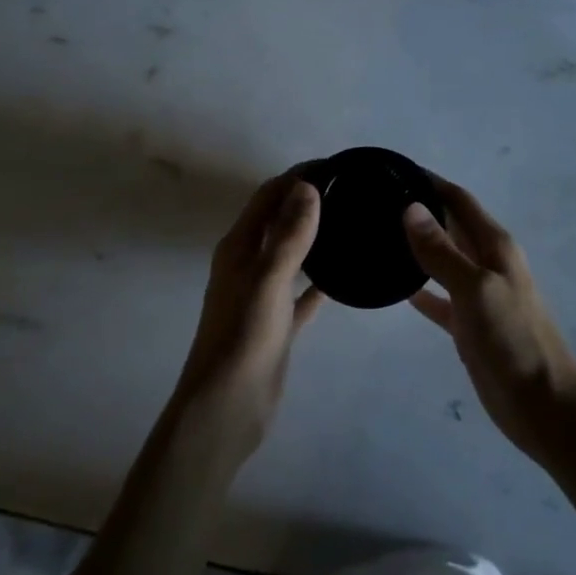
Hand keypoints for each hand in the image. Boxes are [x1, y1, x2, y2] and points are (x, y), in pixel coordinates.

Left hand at [170, 174, 324, 464]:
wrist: (225, 410)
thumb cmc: (243, 338)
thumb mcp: (268, 280)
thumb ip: (288, 234)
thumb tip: (307, 186)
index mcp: (238, 247)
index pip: (268, 196)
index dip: (296, 176)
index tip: (334, 165)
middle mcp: (247, 264)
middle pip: (278, 220)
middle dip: (306, 200)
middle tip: (349, 190)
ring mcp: (261, 295)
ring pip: (290, 254)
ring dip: (313, 236)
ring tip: (350, 223)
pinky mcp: (276, 324)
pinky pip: (301, 293)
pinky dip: (319, 280)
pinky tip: (344, 276)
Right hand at [405, 177, 575, 466]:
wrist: (544, 408)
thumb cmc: (514, 340)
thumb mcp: (476, 290)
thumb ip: (442, 251)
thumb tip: (410, 208)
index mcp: (495, 245)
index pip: (458, 199)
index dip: (430, 182)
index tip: (393, 171)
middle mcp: (487, 262)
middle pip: (450, 225)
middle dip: (419, 211)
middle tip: (375, 203)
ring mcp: (478, 294)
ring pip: (443, 259)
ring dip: (417, 247)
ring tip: (377, 237)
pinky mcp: (469, 325)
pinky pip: (439, 297)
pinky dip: (420, 288)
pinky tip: (395, 286)